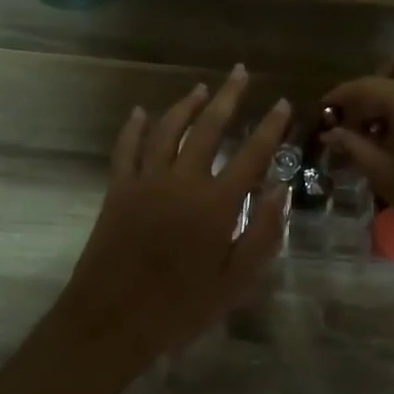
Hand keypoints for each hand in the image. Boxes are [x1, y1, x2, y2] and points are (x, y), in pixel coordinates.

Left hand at [42, 66, 289, 385]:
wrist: (112, 320)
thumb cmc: (180, 307)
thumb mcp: (236, 281)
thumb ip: (263, 233)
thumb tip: (281, 189)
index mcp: (216, 204)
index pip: (252, 154)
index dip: (270, 127)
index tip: (282, 104)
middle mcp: (182, 181)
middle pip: (208, 127)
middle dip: (227, 97)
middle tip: (240, 73)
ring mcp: (146, 181)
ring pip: (167, 129)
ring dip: (185, 105)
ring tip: (201, 88)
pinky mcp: (117, 189)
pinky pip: (126, 148)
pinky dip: (134, 127)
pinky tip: (142, 112)